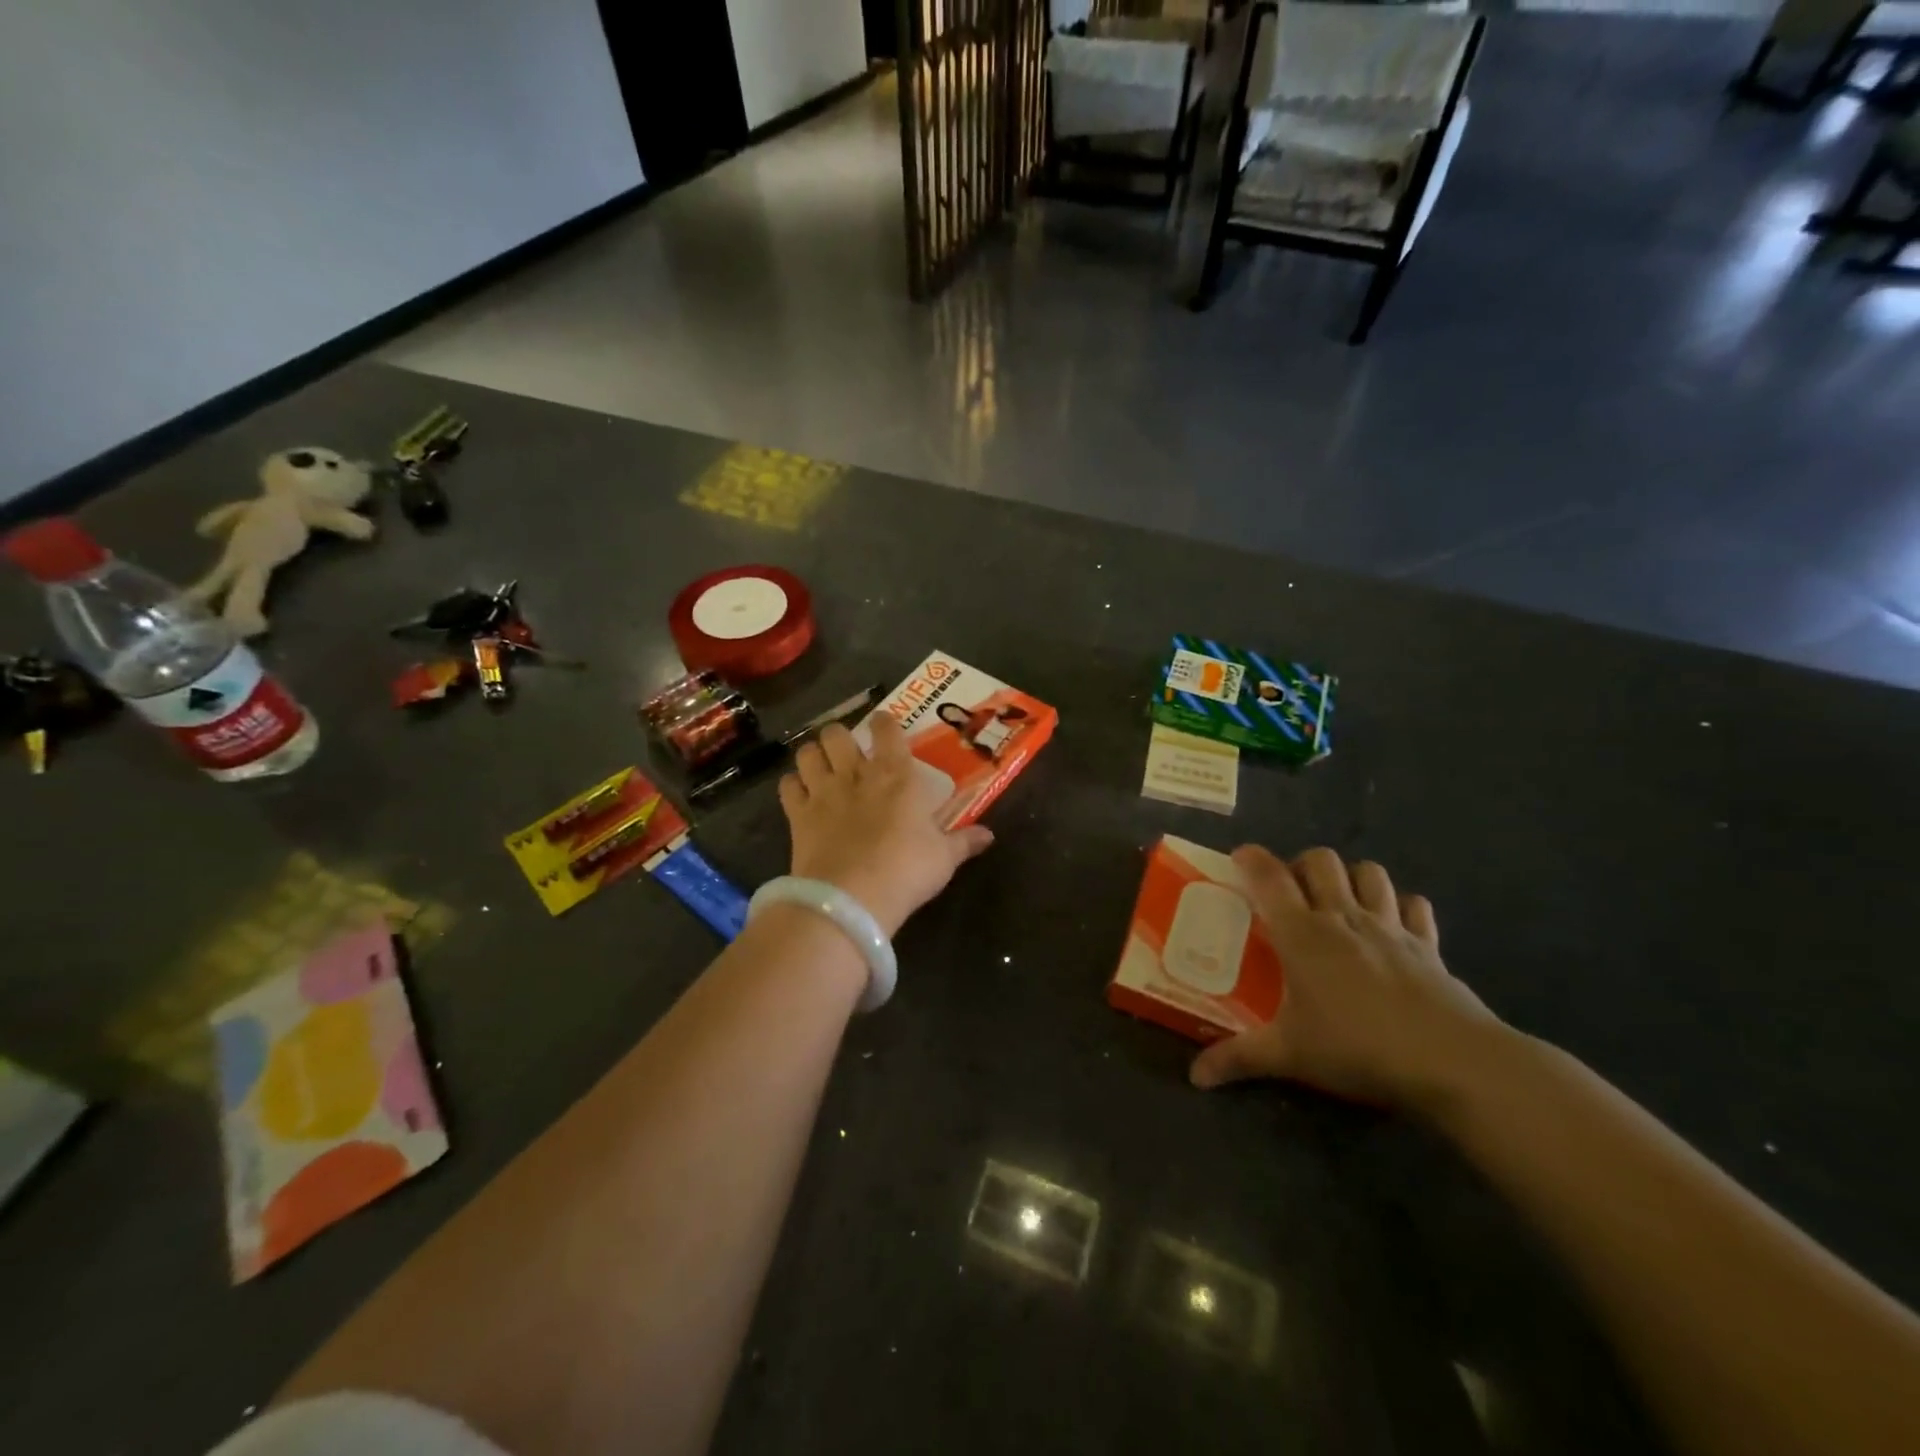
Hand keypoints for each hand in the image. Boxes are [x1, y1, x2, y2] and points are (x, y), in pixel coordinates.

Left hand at [778, 715, 993, 936]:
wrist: (852, 899)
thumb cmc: (907, 870)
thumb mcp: (944, 859)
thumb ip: (964, 841)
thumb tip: (989, 835)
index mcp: (896, 775)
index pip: (886, 730)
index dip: (884, 722)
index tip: (884, 725)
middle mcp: (856, 774)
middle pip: (836, 733)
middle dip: (839, 736)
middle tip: (847, 751)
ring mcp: (822, 792)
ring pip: (807, 752)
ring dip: (813, 755)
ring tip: (820, 766)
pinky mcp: (797, 815)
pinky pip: (787, 786)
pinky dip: (792, 785)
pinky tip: (800, 794)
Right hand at [1189, 847, 1504, 1117]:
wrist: (1451, 1062)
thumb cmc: (1357, 1048)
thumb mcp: (1290, 1055)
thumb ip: (1240, 1059)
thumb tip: (1196, 1076)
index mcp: (1302, 934)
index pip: (1270, 877)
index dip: (1252, 859)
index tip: (1240, 856)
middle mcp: (1343, 917)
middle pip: (1322, 861)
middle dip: (1302, 865)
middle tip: (1292, 891)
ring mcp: (1390, 927)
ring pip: (1370, 873)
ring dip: (1351, 877)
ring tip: (1339, 901)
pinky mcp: (1428, 945)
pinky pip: (1414, 906)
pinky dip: (1401, 906)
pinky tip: (1393, 925)